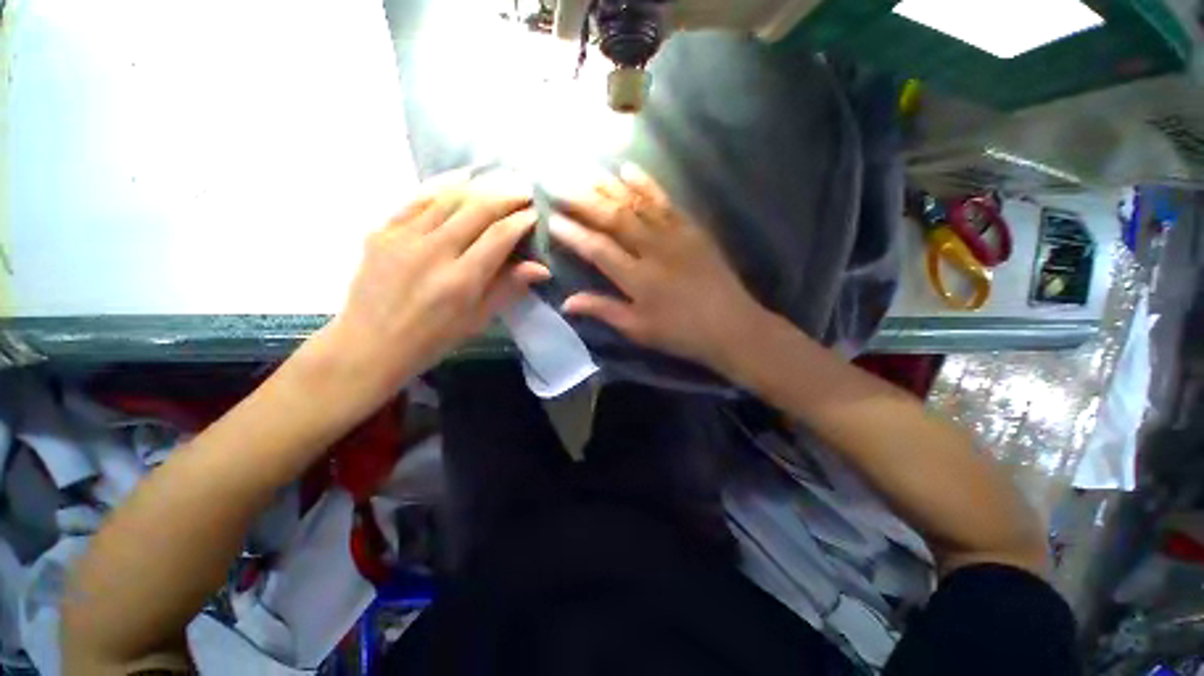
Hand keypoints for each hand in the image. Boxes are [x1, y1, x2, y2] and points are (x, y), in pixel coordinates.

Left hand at [309, 171, 548, 411]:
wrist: (370, 343)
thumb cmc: (433, 338)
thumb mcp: (478, 320)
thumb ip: (508, 288)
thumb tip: (542, 268)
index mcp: (461, 281)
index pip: (499, 236)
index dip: (521, 220)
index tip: (536, 213)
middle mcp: (433, 252)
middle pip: (477, 209)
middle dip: (506, 195)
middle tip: (524, 190)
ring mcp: (403, 238)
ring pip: (448, 197)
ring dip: (479, 185)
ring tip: (499, 180)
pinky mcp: (382, 231)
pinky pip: (417, 199)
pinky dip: (442, 186)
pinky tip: (460, 177)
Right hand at [550, 164, 767, 371]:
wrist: (732, 325)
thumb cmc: (681, 332)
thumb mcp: (639, 329)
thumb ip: (603, 310)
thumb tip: (566, 302)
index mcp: (638, 278)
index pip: (598, 249)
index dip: (574, 234)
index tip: (552, 220)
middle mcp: (653, 249)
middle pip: (614, 218)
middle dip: (583, 200)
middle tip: (558, 184)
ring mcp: (675, 234)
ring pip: (635, 203)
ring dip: (608, 185)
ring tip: (584, 171)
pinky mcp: (691, 227)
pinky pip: (664, 200)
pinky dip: (645, 183)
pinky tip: (627, 169)